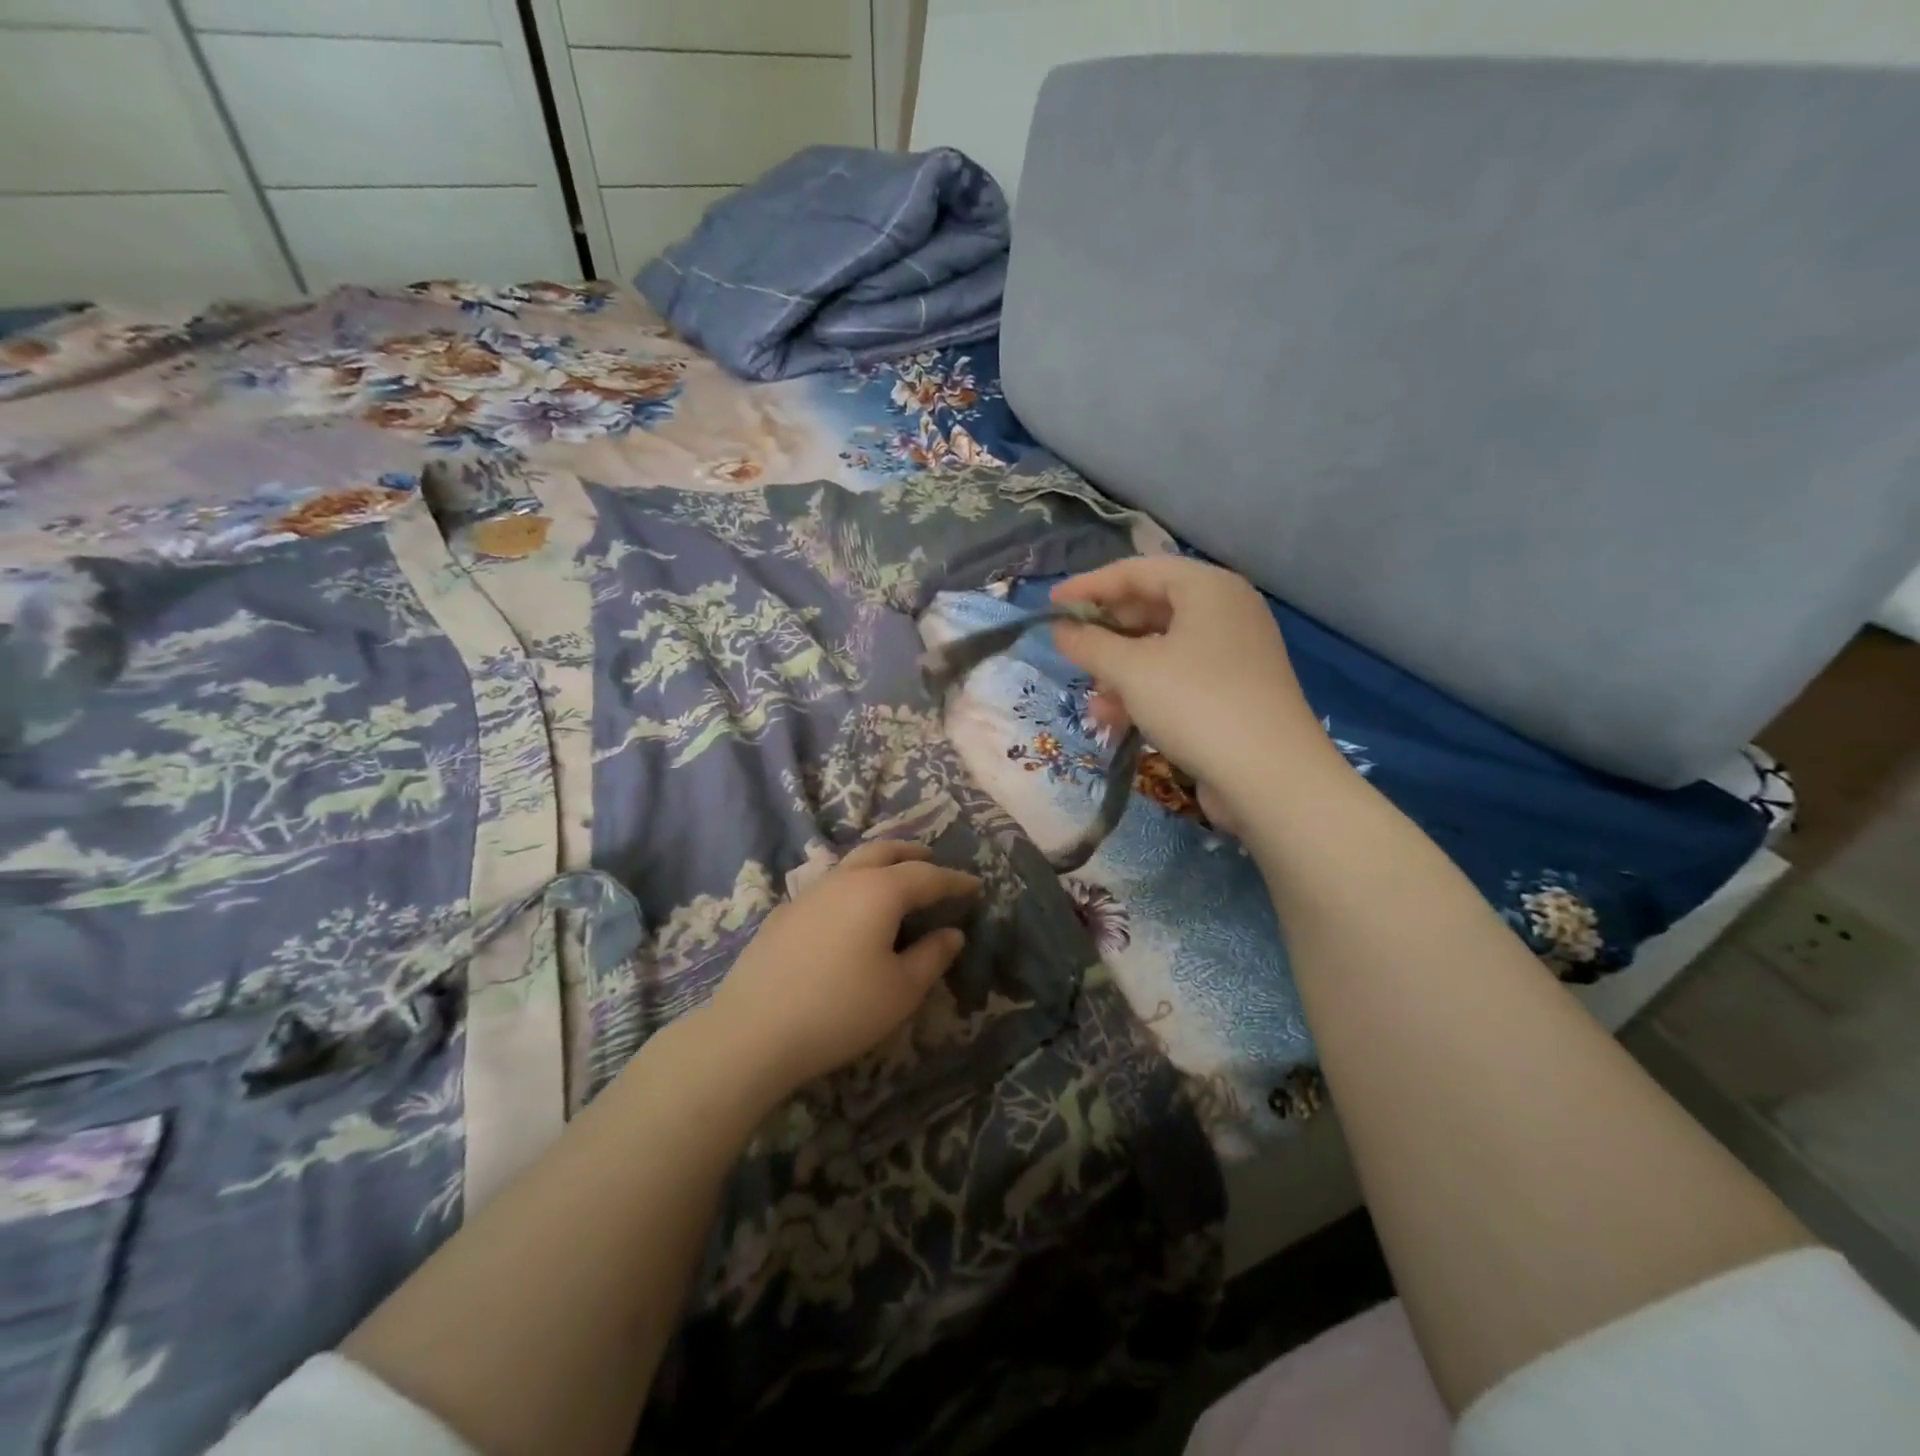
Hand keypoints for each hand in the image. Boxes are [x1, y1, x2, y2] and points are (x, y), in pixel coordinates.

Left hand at [704, 840, 980, 1102]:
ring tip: (895, 880)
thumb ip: (932, 956)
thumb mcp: (901, 990)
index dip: (955, 881)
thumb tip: (952, 932)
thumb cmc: (840, 1009)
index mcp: (879, 891)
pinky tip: (851, 912)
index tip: (976, 886)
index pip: (927, 876)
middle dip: (913, 854)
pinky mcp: (785, 914)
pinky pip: (830, 885)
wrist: (753, 1031)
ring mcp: (810, 893)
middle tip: (933, 862)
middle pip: (885, 852)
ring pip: (853, 863)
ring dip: (881, 864)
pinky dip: (853, 884)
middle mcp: (845, 879)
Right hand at [1051, 558, 1332, 821]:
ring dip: (1120, 673)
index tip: (1050, 605)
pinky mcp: (1234, 693)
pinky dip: (1145, 694)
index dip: (1089, 586)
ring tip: (1094, 704)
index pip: (1137, 571)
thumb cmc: (1196, 703)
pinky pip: (1177, 679)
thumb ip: (1089, 644)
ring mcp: (1233, 654)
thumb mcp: (1131, 670)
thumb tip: (1060, 629)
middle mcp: (1225, 612)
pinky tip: (1117, 721)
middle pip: (1150, 609)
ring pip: (1161, 650)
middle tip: (1071, 654)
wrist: (1270, 776)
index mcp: (1208, 588)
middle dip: (1106, 636)